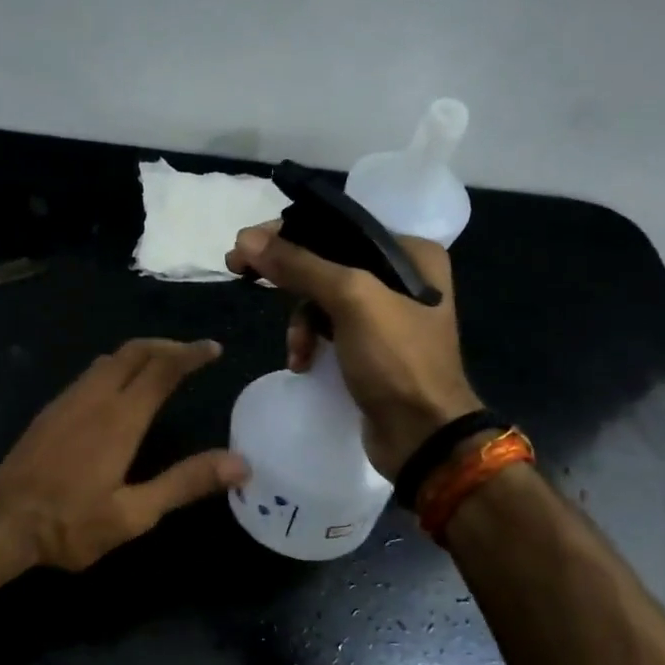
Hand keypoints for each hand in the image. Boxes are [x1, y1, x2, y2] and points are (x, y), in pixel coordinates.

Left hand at [0, 338, 248, 570]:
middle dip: (166, 346)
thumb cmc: (71, 524)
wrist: (2, 524)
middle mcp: (95, 397)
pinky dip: (116, 367)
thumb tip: (240, 463)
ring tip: (160, 366)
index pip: (162, 368)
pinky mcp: (50, 411)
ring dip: (139, 354)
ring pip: (109, 359)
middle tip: (191, 354)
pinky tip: (117, 391)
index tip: (213, 348)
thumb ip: (185, 483)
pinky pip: (90, 374)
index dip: (190, 354)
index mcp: (121, 417)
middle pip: (134, 352)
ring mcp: (68, 400)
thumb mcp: (135, 513)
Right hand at [226, 224, 483, 479]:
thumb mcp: (350, 300)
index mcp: (411, 253)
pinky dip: (310, 341)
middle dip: (287, 276)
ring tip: (296, 348)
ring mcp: (385, 314)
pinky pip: (327, 328)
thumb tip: (245, 239)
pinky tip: (303, 362)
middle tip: (241, 272)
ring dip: (299, 321)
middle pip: (326, 260)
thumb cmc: (396, 359)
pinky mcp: (369, 347)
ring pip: (321, 297)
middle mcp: (402, 277)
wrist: (423, 436)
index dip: (290, 232)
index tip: (247, 244)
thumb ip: (300, 264)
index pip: (339, 227)